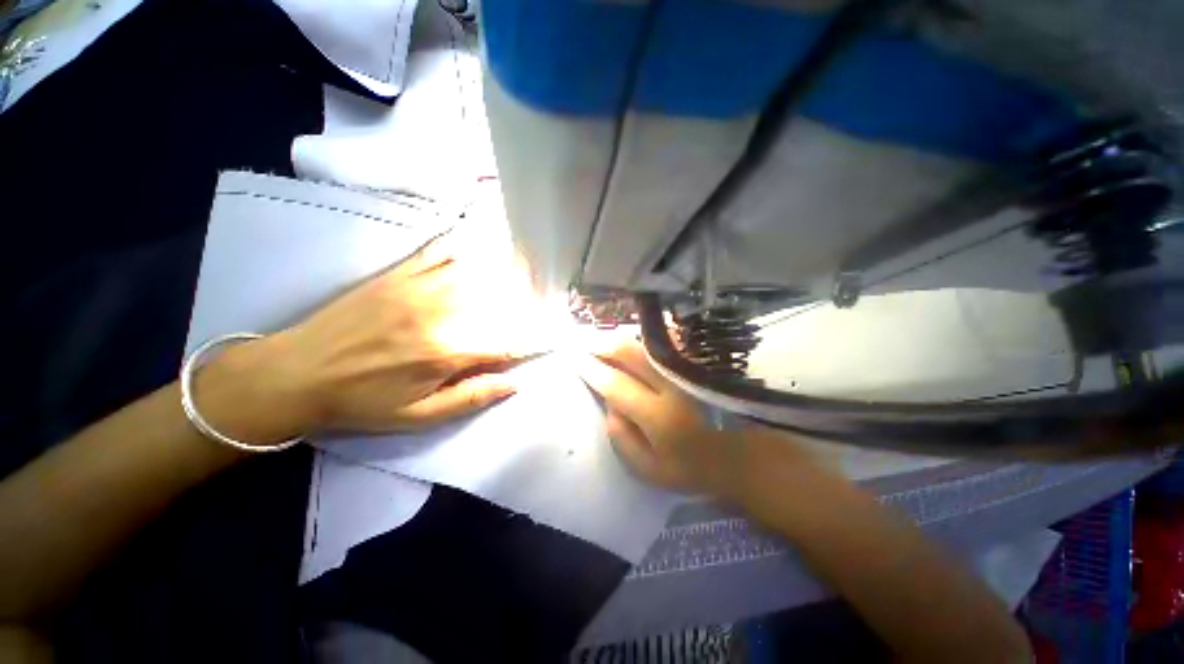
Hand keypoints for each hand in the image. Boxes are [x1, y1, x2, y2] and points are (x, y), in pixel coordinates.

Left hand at [204, 231, 541, 442]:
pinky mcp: (399, 274)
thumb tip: (515, 383)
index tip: (552, 337)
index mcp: (447, 352)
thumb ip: (471, 398)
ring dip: (507, 270)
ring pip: (477, 273)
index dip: (534, 340)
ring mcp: (419, 288)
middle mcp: (441, 314)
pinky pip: (439, 252)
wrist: (295, 373)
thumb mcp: (418, 416)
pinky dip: (464, 245)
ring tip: (529, 267)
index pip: (507, 342)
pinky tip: (481, 242)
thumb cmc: (361, 401)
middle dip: (528, 302)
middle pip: (499, 303)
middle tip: (546, 299)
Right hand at [577, 339, 750, 495]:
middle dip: (601, 345)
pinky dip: (644, 336)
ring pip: (647, 341)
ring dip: (620, 337)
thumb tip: (608, 401)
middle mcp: (673, 385)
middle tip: (583, 343)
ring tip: (601, 339)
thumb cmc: (690, 467)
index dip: (591, 369)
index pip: (615, 384)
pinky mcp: (698, 361)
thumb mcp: (648, 469)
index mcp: (659, 416)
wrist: (738, 454)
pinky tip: (631, 338)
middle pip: (630, 352)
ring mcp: (688, 369)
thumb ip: (621, 437)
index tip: (573, 358)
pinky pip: (666, 339)